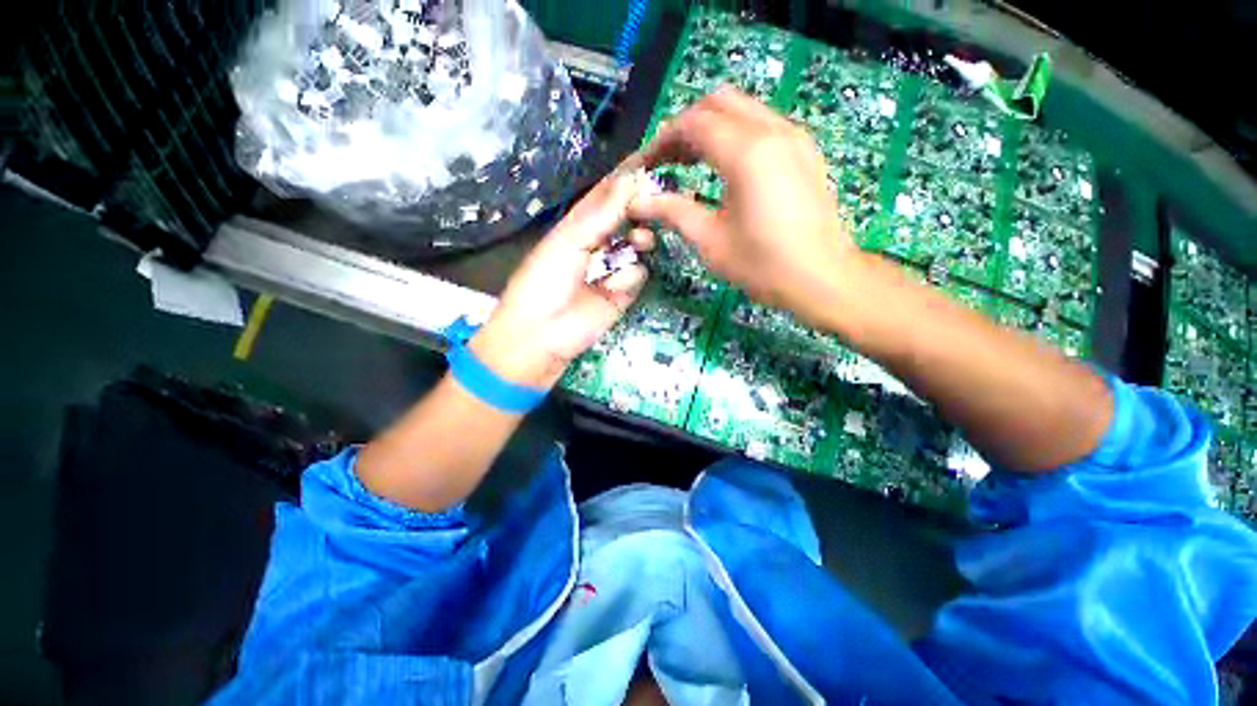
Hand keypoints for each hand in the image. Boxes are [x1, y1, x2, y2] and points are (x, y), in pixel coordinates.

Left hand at [469, 173, 653, 390]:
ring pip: (639, 245)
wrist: (542, 335)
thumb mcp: (567, 242)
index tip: (653, 163)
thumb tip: (630, 180)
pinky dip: (630, 277)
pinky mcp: (623, 294)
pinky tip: (613, 286)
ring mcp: (613, 269)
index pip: (607, 196)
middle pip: (628, 219)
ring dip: (640, 240)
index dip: (627, 180)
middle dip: (642, 210)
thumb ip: (600, 215)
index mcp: (578, 226)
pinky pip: (637, 275)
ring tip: (639, 241)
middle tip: (657, 203)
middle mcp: (599, 244)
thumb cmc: (544, 282)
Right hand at [627, 86, 857, 326]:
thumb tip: (639, 204)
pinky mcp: (804, 150)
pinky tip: (725, 166)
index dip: (662, 140)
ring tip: (691, 162)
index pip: (693, 123)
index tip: (646, 165)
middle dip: (686, 126)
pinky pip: (762, 123)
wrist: (822, 278)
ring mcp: (793, 136)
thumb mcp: (710, 241)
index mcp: (746, 152)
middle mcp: (772, 130)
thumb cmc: (762, 264)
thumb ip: (673, 213)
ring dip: (711, 127)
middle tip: (668, 160)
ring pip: (743, 108)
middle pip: (718, 102)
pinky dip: (736, 134)